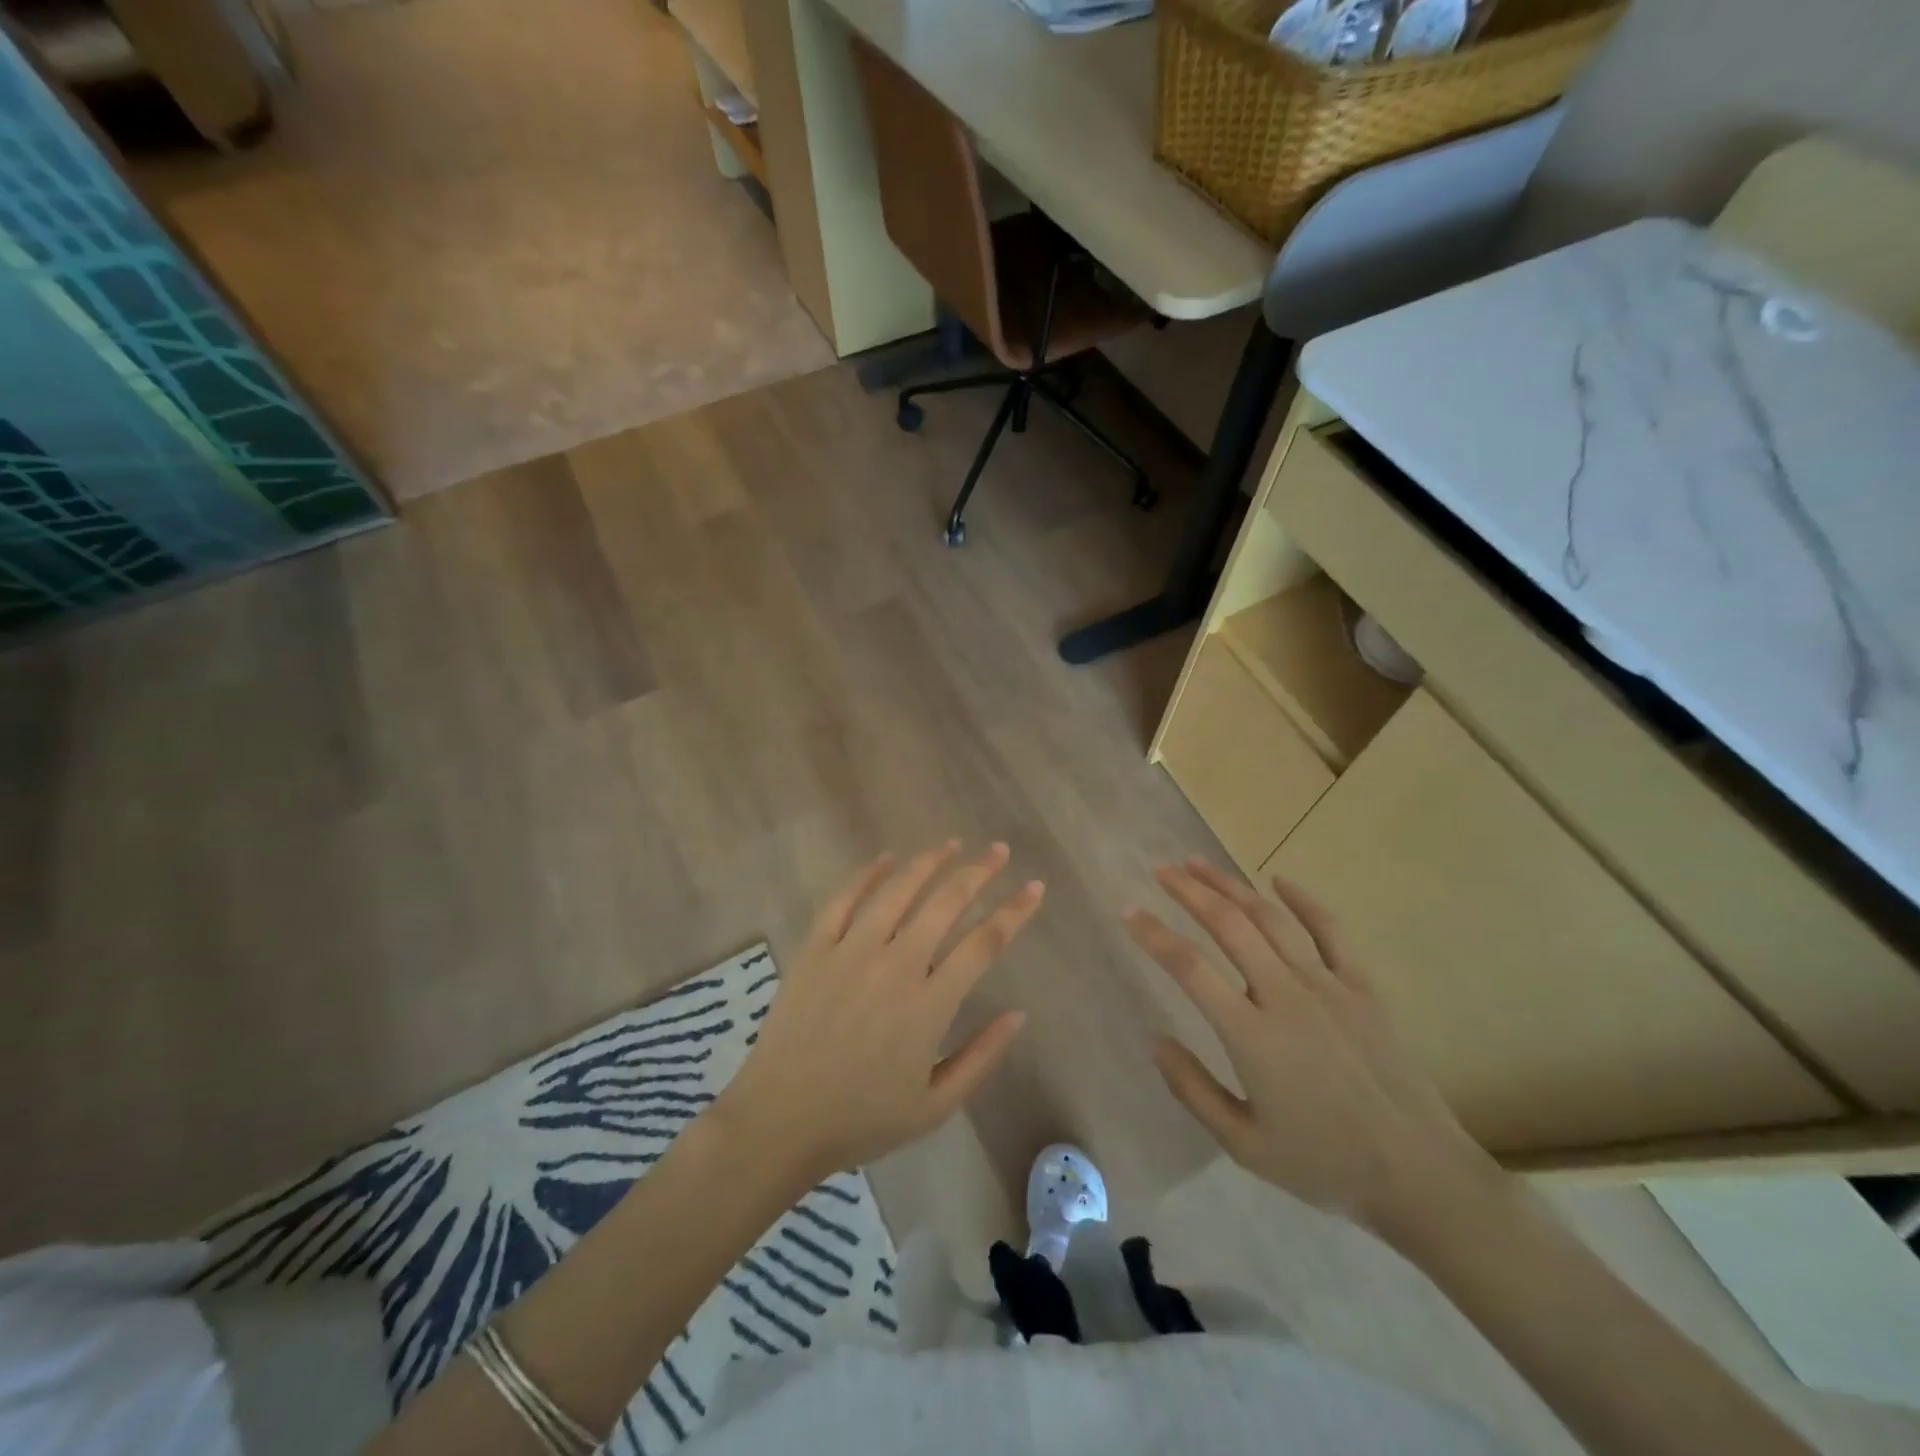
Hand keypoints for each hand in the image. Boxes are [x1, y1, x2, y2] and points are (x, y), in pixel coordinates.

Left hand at [716, 842, 1042, 1184]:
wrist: (781, 1121)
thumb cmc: (862, 1119)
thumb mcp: (935, 1106)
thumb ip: (981, 1058)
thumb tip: (1019, 1015)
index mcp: (929, 1003)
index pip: (984, 943)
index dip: (1015, 911)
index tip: (1034, 888)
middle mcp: (895, 965)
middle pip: (945, 903)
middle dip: (979, 872)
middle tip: (998, 851)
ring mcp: (851, 951)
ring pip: (897, 891)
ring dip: (928, 863)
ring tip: (951, 844)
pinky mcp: (815, 949)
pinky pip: (843, 900)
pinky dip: (867, 875)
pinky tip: (886, 859)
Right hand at [1125, 859, 1502, 1243]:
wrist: (1421, 1175)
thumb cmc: (1325, 1164)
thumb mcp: (1245, 1146)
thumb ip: (1194, 1091)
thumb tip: (1156, 1042)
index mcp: (1252, 1036)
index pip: (1190, 968)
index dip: (1154, 935)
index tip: (1129, 911)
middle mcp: (1286, 997)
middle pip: (1230, 926)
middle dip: (1190, 892)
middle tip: (1160, 869)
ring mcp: (1328, 986)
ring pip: (1272, 919)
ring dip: (1232, 886)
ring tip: (1199, 864)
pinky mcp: (1362, 987)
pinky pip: (1331, 930)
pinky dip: (1303, 900)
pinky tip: (1278, 879)